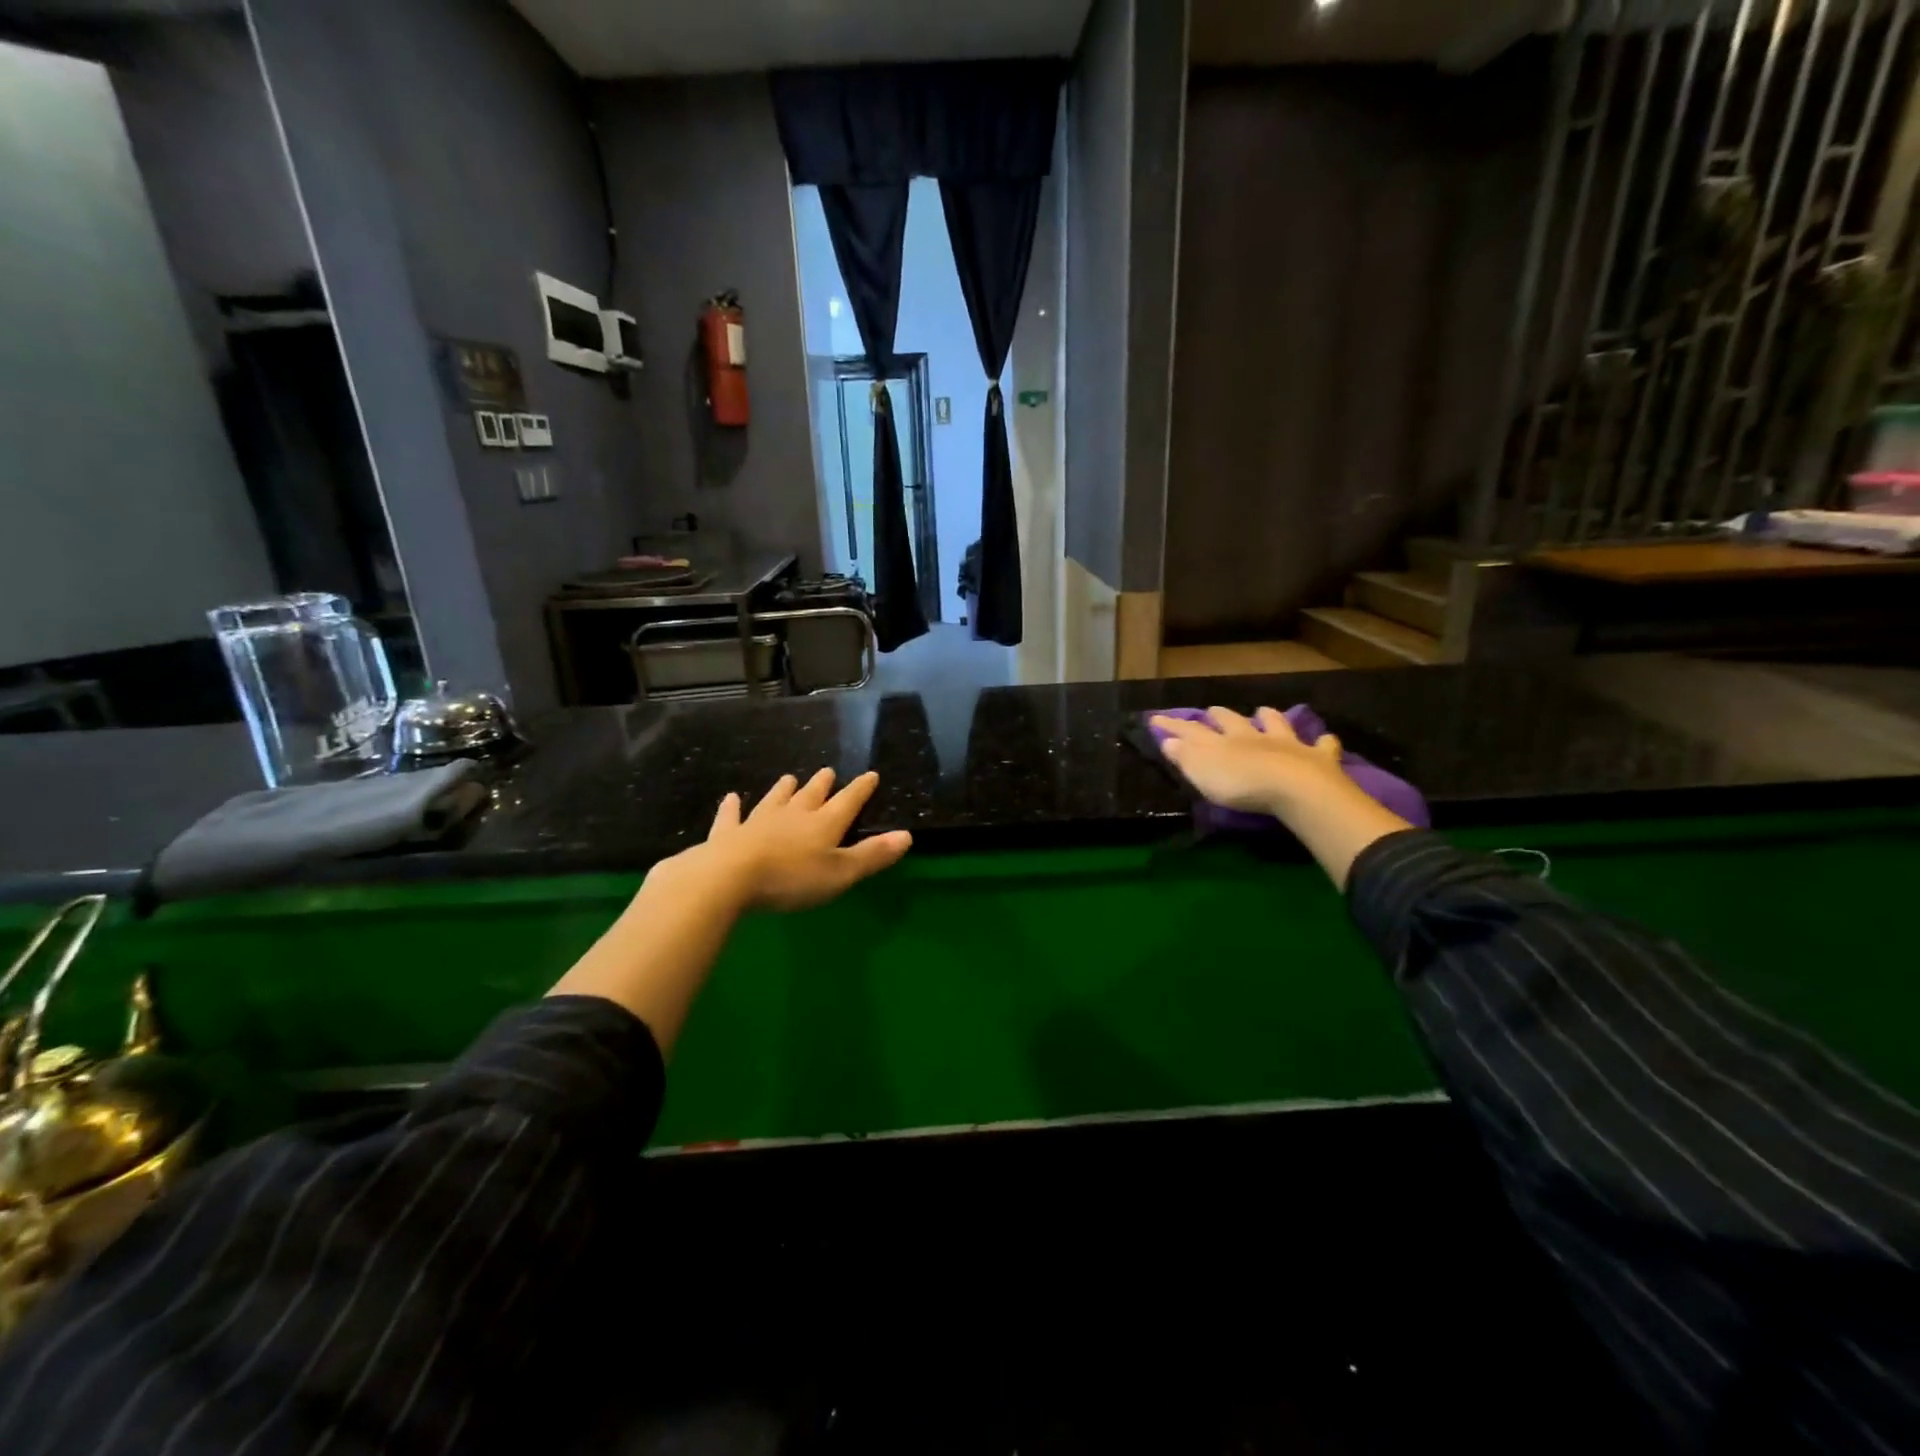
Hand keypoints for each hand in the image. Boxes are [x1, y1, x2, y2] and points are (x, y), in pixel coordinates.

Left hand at [550, 770, 910, 1050]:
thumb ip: (872, 855)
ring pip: (775, 800)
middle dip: (822, 784)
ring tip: (789, 777)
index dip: (861, 789)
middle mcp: (793, 815)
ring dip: (784, 790)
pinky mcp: (728, 834)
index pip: (848, 801)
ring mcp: (758, 822)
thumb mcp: (841, 873)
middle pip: (811, 795)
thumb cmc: (791, 879)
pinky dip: (732, 807)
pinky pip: (731, 817)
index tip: (870, 774)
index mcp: (824, 824)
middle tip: (827, 771)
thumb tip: (907, 835)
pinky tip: (731, 798)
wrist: (729, 878)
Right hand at [1149, 706, 1350, 816]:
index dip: (1173, 725)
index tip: (1156, 718)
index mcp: (1223, 741)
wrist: (1294, 788)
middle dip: (1221, 716)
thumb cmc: (1241, 784)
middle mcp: (1253, 737)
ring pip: (1276, 724)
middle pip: (1234, 721)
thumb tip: (1166, 739)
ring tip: (1265, 711)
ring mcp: (1286, 745)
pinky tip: (1327, 740)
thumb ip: (1184, 756)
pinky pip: (1322, 746)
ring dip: (1270, 718)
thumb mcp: (1202, 773)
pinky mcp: (1317, 758)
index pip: (1191, 730)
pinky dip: (1323, 742)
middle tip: (1213, 711)